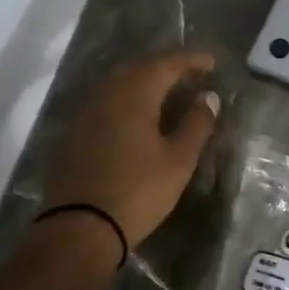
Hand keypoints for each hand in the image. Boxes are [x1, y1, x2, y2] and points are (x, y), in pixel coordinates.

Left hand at [43, 50, 221, 249]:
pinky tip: (139, 112)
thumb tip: (208, 97)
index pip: (167, 63)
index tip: (212, 62)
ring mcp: (87, 112)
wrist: (79, 229)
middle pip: (140, 66)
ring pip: (120, 82)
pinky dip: (128, 96)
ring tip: (169, 89)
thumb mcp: (178, 160)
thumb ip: (196, 124)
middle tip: (192, 73)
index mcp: (135, 94)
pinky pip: (107, 99)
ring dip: (146, 79)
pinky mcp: (76, 132)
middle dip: (167, 65)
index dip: (191, 60)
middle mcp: (108, 94)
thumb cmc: (138, 192)